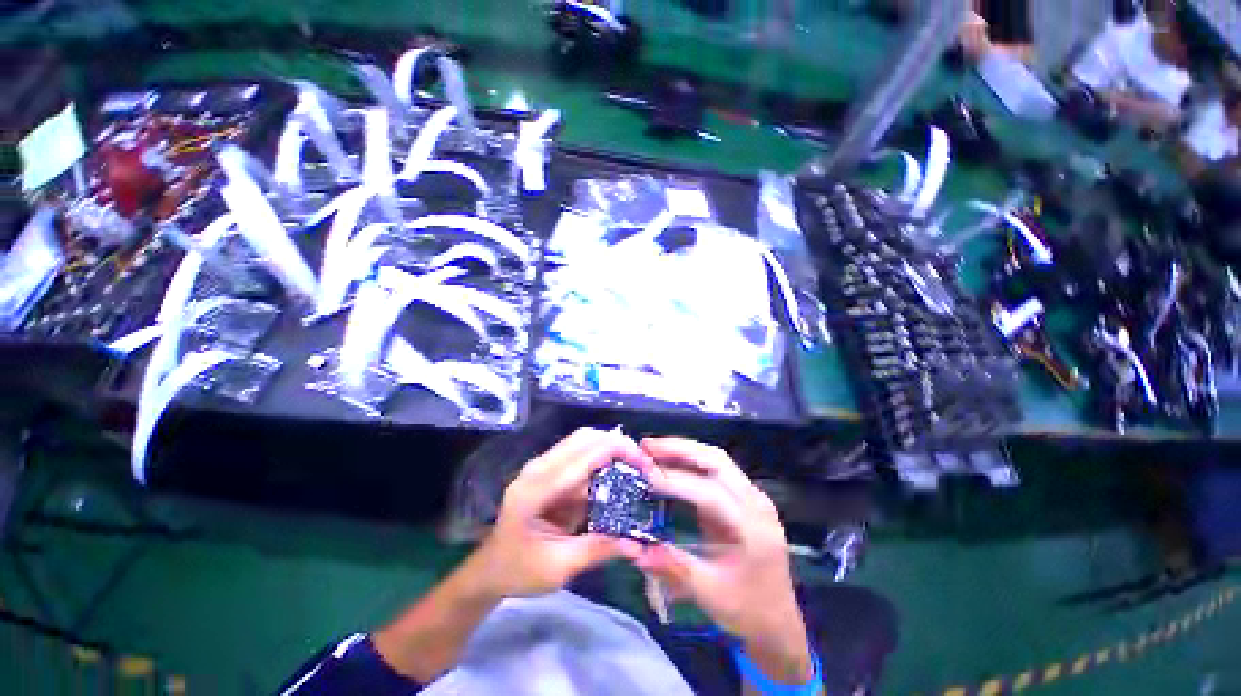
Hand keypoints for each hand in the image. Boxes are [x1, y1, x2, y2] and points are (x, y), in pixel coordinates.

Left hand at [468, 427, 652, 599]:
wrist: (490, 568)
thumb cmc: (519, 570)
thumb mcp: (559, 567)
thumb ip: (598, 550)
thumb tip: (637, 544)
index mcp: (536, 490)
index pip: (582, 456)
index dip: (617, 451)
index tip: (644, 464)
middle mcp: (537, 469)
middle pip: (584, 438)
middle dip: (617, 444)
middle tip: (642, 464)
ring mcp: (541, 466)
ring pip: (583, 441)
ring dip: (610, 449)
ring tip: (634, 467)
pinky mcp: (547, 470)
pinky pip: (579, 454)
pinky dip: (601, 459)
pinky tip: (615, 475)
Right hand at [634, 437, 813, 685]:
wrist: (777, 621)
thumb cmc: (747, 609)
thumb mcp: (709, 593)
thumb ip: (673, 566)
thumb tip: (635, 548)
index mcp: (753, 527)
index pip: (711, 493)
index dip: (677, 482)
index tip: (646, 476)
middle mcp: (755, 502)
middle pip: (717, 461)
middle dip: (679, 449)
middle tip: (647, 446)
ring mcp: (751, 497)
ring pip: (716, 460)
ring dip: (684, 450)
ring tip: (653, 448)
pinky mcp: (742, 498)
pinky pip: (715, 470)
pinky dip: (690, 461)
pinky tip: (671, 462)